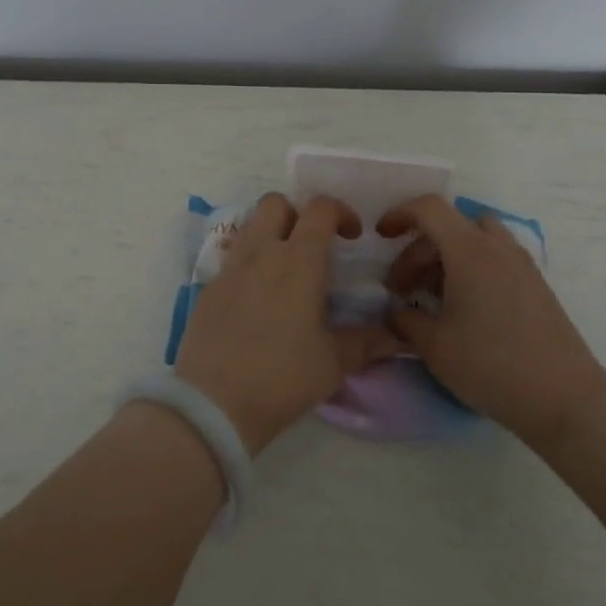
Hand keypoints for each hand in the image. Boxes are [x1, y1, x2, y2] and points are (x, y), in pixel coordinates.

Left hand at [175, 194, 399, 455]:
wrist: (214, 402)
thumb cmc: (282, 376)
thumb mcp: (333, 363)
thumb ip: (366, 342)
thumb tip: (396, 337)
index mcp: (298, 261)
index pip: (320, 209)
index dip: (340, 212)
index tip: (352, 236)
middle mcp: (261, 253)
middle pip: (276, 203)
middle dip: (298, 213)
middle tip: (312, 244)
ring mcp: (230, 267)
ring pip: (250, 225)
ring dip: (271, 233)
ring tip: (285, 268)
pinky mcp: (209, 287)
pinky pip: (232, 256)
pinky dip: (249, 262)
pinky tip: (258, 297)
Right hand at [378, 195, 605, 450]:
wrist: (565, 399)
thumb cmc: (491, 366)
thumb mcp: (435, 346)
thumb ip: (405, 320)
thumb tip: (396, 312)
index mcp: (469, 250)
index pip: (429, 208)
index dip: (399, 214)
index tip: (382, 237)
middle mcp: (496, 246)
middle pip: (448, 226)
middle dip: (417, 249)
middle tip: (402, 288)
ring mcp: (521, 263)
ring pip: (474, 238)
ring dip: (446, 255)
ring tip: (432, 294)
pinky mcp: (535, 284)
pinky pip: (494, 256)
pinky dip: (470, 267)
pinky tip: (463, 307)